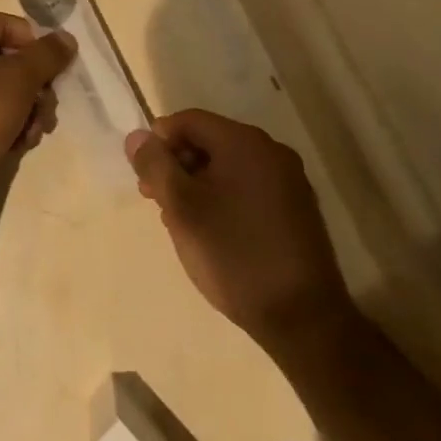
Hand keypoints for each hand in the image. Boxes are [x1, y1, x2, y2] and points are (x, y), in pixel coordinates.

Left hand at [0, 15, 76, 195]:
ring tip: (35, 130)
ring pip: (0, 89)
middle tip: (48, 106)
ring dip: (26, 108)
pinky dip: (7, 124)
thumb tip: (66, 38)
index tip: (54, 70)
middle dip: (33, 86)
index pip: (5, 25)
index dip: (34, 46)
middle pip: (5, 60)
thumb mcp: (19, 77)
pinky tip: (20, 143)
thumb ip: (47, 54)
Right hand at [125, 111, 356, 354]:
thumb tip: (137, 137)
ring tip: (181, 223)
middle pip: (209, 141)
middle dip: (177, 166)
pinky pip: (249, 189)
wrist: (303, 320)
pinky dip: (224, 200)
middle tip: (156, 202)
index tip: (145, 179)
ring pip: (228, 168)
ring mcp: (289, 181)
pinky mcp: (297, 210)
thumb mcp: (181, 208)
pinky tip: (213, 233)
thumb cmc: (234, 254)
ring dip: (198, 186)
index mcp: (244, 142)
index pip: (188, 121)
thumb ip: (155, 165)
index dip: (159, 142)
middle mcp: (271, 151)